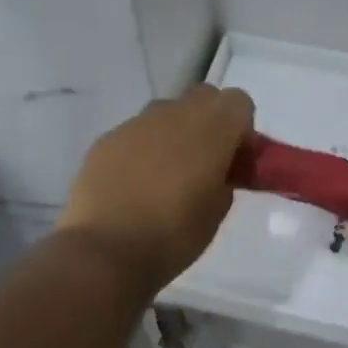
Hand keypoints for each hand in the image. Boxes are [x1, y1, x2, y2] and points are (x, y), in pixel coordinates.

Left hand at [58, 84, 255, 289]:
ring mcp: (136, 123)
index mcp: (211, 131)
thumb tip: (217, 171)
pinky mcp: (107, 138)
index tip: (236, 160)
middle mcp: (174, 115)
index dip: (242, 128)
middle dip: (210, 121)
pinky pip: (136, 132)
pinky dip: (143, 148)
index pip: (239, 102)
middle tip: (206, 162)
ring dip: (175, 132)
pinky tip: (134, 184)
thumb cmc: (173, 236)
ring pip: (167, 111)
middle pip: (204, 96)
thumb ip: (224, 179)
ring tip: (166, 175)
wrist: (105, 250)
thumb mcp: (217, 211)